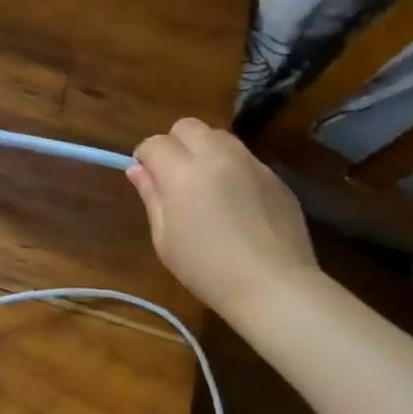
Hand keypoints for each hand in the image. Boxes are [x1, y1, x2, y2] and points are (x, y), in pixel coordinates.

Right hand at [128, 118, 318, 316]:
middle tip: (175, 176)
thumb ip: (151, 196)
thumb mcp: (165, 238)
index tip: (147, 178)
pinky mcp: (275, 177)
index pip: (155, 143)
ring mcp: (251, 163)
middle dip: (175, 143)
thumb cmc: (207, 268)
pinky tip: (236, 201)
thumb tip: (138, 170)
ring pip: (219, 136)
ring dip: (204, 150)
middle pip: (187, 126)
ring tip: (206, 183)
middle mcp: (217, 157)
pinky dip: (232, 167)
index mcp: (183, 173)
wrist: (274, 287)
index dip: (145, 157)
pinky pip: (245, 158)